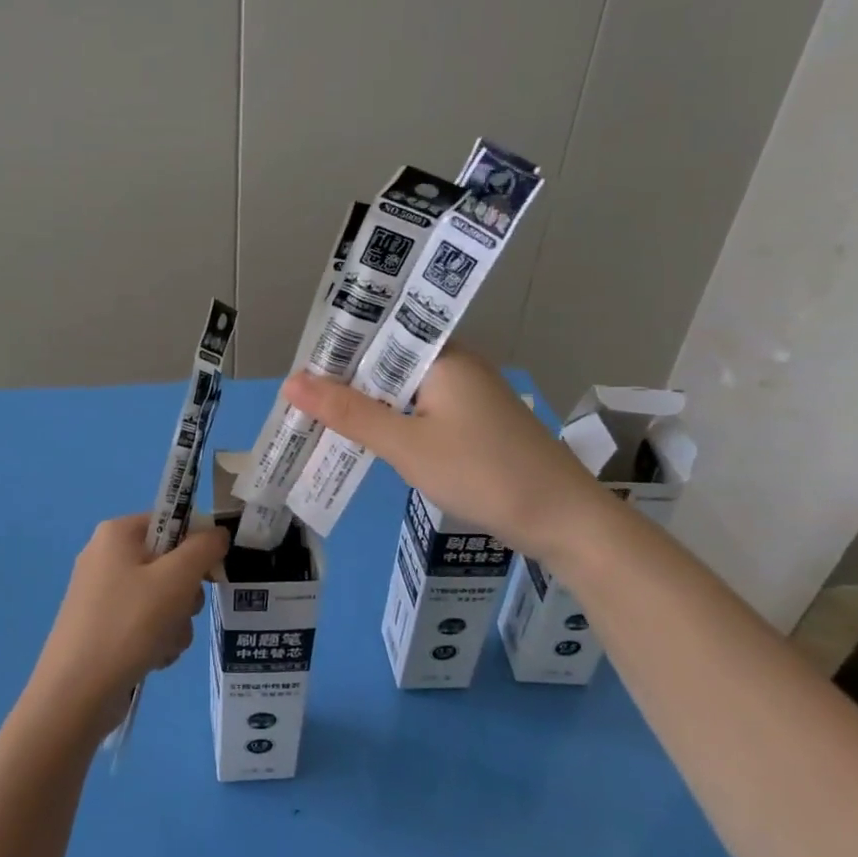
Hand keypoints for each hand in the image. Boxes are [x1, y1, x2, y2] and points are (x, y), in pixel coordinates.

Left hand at [25, 514, 229, 739]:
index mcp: (117, 533)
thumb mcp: (176, 579)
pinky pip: (147, 622)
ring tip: (162, 643)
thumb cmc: (128, 624)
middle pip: (170, 562)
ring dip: (175, 623)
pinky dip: (157, 640)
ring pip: (164, 598)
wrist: (76, 693)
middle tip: (180, 611)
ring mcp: (103, 594)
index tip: (211, 573)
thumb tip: (217, 533)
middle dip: (185, 594)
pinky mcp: (104, 626)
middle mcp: (107, 556)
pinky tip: (152, 658)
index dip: (197, 545)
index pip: (172, 521)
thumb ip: (204, 549)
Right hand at [284, 349, 606, 568]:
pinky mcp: (472, 421)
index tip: (296, 374)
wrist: (565, 521)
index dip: (335, 351)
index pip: (376, 335)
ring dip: (366, 404)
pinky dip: (391, 422)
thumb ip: (349, 412)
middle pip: (386, 362)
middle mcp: (455, 364)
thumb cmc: (482, 473)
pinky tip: (367, 438)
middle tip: (298, 402)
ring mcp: (466, 394)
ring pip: (401, 389)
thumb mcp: (406, 445)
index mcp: (442, 355)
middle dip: (344, 381)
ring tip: (320, 420)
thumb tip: (292, 382)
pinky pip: (419, 410)